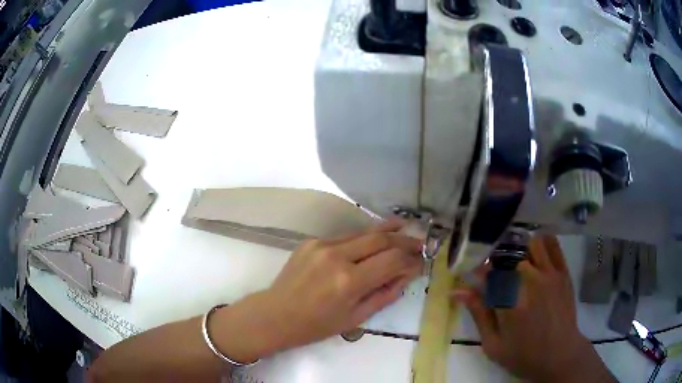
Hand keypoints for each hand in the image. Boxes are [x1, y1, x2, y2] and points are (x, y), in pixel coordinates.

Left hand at [262, 221, 423, 349]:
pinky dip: (364, 237)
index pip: (392, 260)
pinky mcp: (312, 241)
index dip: (411, 260)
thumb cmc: (316, 325)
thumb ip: (385, 294)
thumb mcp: (356, 318)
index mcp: (349, 281)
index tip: (421, 262)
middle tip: (420, 242)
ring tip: (405, 227)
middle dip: (405, 239)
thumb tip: (407, 275)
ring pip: (363, 232)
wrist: (276, 314)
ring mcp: (322, 245)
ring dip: (387, 230)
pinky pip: (346, 237)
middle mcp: (337, 256)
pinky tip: (374, 238)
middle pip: (381, 239)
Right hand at [454, 235, 614, 382]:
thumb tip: (457, 290)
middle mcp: (530, 283)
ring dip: (522, 251)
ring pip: (532, 244)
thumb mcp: (493, 344)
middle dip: (499, 262)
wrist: (560, 355)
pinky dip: (542, 243)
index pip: (488, 274)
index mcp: (509, 303)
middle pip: (509, 257)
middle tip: (498, 274)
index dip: (479, 272)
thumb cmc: (523, 355)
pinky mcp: (563, 272)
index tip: (477, 276)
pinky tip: (537, 252)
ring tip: (518, 263)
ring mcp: (549, 275)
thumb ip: (478, 314)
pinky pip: (553, 245)